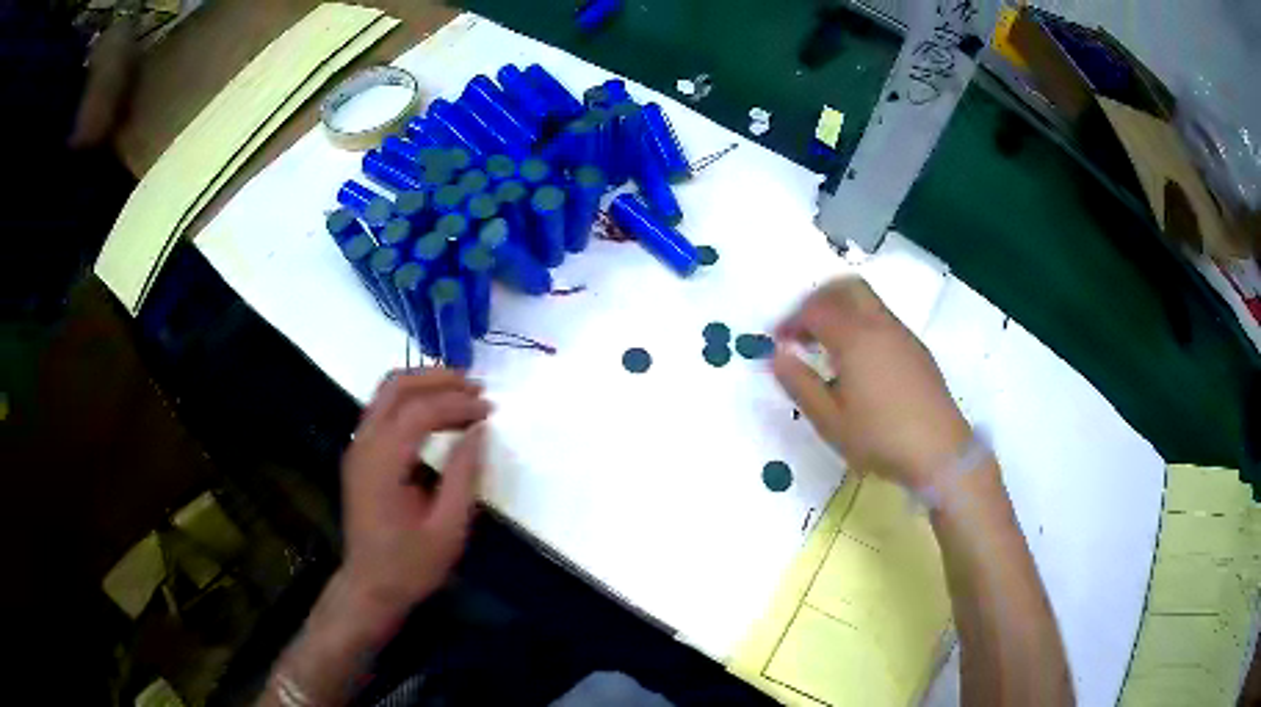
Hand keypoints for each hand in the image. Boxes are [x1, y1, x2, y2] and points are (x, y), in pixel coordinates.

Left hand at [339, 370, 490, 632]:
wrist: (370, 586)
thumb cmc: (410, 564)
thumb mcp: (447, 529)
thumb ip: (462, 476)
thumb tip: (477, 431)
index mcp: (383, 463)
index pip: (419, 410)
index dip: (457, 403)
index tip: (489, 410)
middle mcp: (364, 444)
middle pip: (396, 387)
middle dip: (437, 379)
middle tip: (475, 387)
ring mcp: (358, 447)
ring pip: (386, 392)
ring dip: (423, 384)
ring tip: (461, 393)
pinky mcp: (360, 454)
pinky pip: (383, 409)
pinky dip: (410, 400)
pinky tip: (436, 413)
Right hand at [773, 278, 970, 490]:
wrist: (939, 451)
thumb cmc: (880, 438)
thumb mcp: (830, 420)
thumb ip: (800, 384)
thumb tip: (777, 354)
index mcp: (855, 338)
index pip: (815, 310)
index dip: (791, 320)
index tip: (777, 341)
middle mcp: (880, 325)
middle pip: (846, 287)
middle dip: (818, 300)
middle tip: (802, 329)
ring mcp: (902, 334)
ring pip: (868, 301)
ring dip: (842, 311)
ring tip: (827, 348)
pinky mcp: (917, 349)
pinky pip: (883, 319)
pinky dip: (861, 324)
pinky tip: (858, 362)